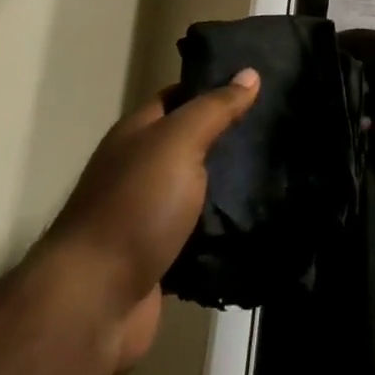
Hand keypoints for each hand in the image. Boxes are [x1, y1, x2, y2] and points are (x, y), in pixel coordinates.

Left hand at [46, 70, 258, 368]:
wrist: (94, 302)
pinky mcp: (159, 256)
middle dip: (229, 136)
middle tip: (279, 127)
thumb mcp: (178, 142)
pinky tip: (259, 218)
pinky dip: (222, 226)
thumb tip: (250, 72)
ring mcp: (147, 215)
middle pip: (190, 142)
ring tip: (280, 170)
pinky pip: (198, 231)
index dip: (215, 86)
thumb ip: (214, 109)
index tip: (259, 84)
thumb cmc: (135, 206)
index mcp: (137, 133)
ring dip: (230, 184)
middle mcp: (138, 168)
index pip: (179, 95)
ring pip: (197, 188)